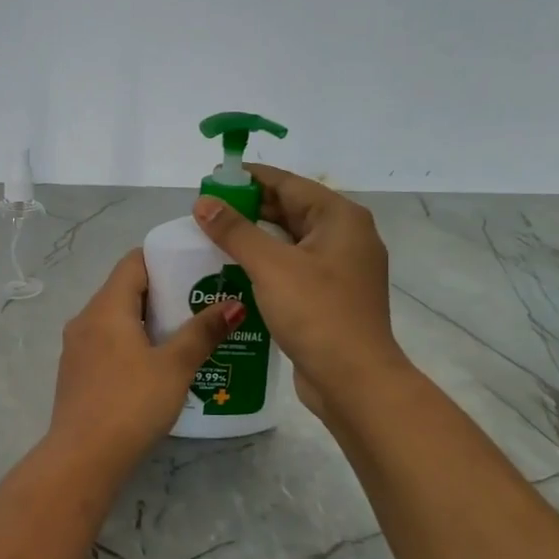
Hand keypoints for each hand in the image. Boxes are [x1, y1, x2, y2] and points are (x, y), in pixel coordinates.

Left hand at [47, 250, 241, 477]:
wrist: (83, 458)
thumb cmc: (131, 403)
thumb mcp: (175, 366)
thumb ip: (203, 331)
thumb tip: (233, 302)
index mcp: (106, 307)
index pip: (133, 262)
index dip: (164, 259)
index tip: (196, 267)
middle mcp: (85, 320)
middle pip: (125, 290)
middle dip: (163, 292)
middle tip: (201, 301)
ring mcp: (77, 348)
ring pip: (117, 319)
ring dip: (149, 321)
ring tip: (186, 333)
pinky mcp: (77, 374)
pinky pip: (108, 343)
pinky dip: (133, 343)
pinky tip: (158, 364)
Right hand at [190, 164, 404, 418]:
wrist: (354, 380)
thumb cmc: (316, 313)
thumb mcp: (271, 266)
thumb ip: (235, 231)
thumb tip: (203, 202)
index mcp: (340, 218)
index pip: (288, 183)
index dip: (248, 179)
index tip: (212, 180)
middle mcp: (345, 236)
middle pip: (290, 210)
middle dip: (248, 209)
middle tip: (205, 213)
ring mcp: (340, 268)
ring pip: (290, 241)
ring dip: (254, 239)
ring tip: (212, 239)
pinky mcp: (330, 296)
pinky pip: (293, 268)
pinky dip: (266, 265)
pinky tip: (234, 272)